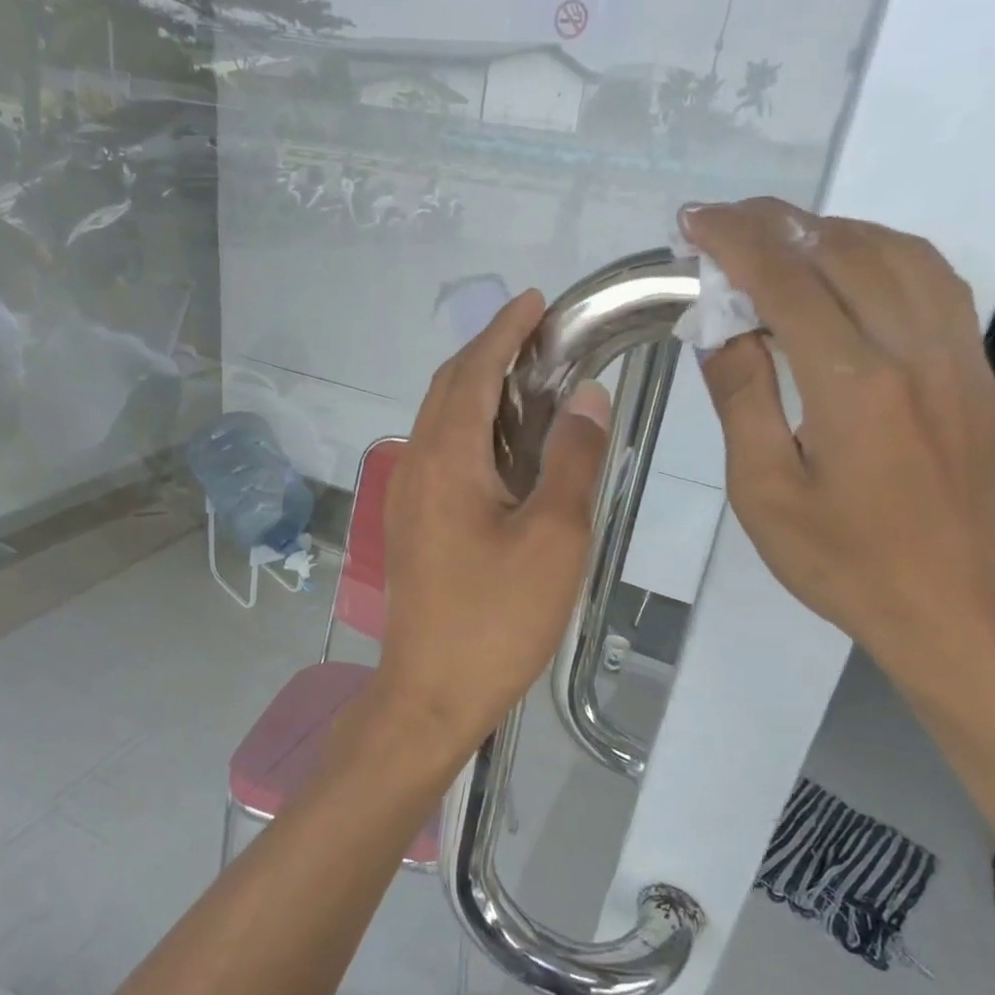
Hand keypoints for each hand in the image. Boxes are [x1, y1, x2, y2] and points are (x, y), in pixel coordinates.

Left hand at [374, 290, 609, 754]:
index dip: (503, 331)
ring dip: (478, 391)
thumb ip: (571, 459)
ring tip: (530, 385)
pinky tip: (504, 450)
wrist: (431, 692)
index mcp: (446, 458)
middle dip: (489, 353)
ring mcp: (407, 497)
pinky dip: (470, 430)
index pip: (473, 371)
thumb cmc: (497, 619)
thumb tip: (587, 395)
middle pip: (448, 388)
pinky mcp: (412, 525)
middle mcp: (416, 465)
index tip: (534, 302)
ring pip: (440, 422)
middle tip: (541, 340)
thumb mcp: (553, 537)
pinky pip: (438, 454)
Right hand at [679, 199, 994, 673]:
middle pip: (843, 253)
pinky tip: (851, 264)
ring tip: (778, 237)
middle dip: (777, 225)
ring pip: (897, 253)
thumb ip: (742, 400)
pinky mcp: (972, 369)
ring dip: (831, 231)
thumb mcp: (761, 491)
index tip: (695, 222)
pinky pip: (934, 280)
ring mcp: (953, 356)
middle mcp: (913, 352)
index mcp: (853, 387)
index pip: (789, 283)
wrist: (944, 602)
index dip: (737, 243)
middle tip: (723, 222)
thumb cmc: (837, 559)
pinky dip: (883, 252)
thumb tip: (723, 331)